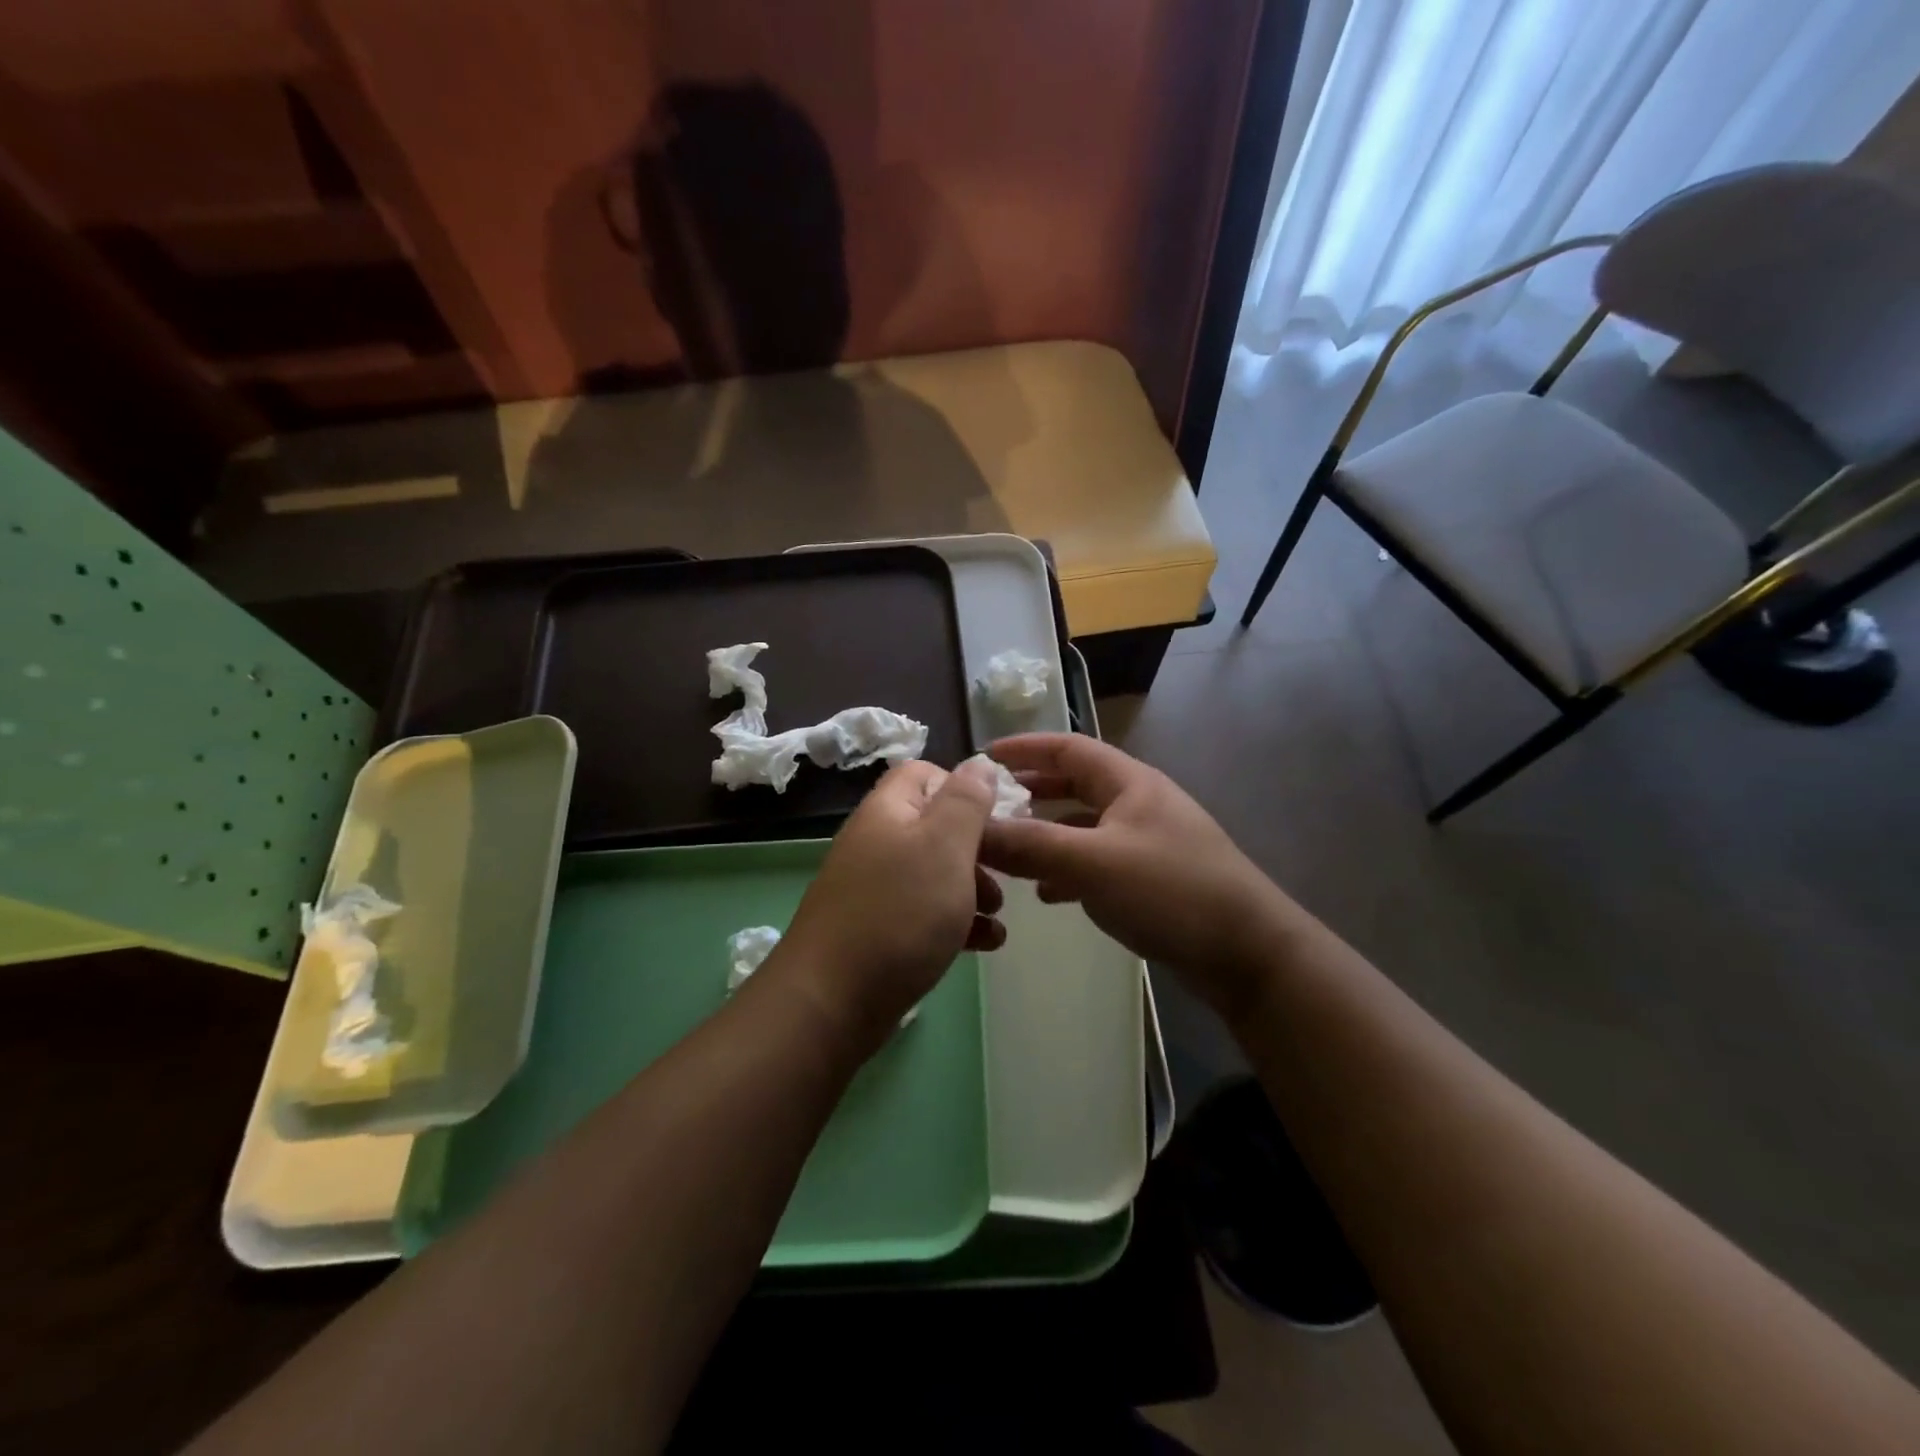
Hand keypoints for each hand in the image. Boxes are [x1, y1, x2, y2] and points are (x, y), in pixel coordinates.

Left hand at [772, 757, 1004, 1051]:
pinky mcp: (879, 930)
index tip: (997, 818)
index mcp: (888, 811)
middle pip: (935, 827)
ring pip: (934, 874)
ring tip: (998, 916)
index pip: (924, 773)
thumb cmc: (900, 912)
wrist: (832, 1001)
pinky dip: (957, 923)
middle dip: (978, 848)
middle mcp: (877, 842)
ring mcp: (874, 889)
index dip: (963, 787)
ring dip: (973, 889)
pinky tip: (986, 945)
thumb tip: (979, 763)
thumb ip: (966, 800)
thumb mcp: (945, 845)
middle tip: (1006, 874)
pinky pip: (925, 914)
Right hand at [979, 734, 1287, 1016]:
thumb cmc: (1171, 892)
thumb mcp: (1092, 864)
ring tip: (1008, 849)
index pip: (1068, 747)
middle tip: (990, 805)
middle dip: (1032, 790)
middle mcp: (1139, 803)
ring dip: (1047, 832)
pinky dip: (1068, 868)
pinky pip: (1098, 860)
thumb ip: (1029, 846)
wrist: (1247, 953)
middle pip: (1075, 783)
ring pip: (1085, 825)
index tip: (983, 756)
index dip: (1025, 747)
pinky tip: (1047, 893)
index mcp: (1129, 783)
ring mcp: (1148, 841)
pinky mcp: (1152, 877)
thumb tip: (971, 831)